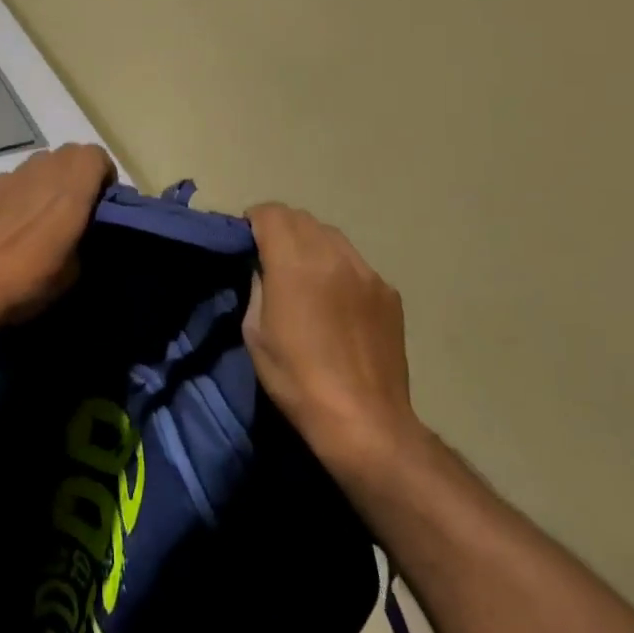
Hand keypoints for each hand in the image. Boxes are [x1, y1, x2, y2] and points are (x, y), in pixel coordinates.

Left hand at [0, 143, 115, 334]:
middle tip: (78, 208)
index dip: (104, 175)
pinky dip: (24, 191)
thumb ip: (85, 239)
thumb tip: (82, 230)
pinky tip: (14, 224)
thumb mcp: (74, 273)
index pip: (96, 155)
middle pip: (69, 154)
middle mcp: (40, 173)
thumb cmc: (25, 283)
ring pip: (41, 163)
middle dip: (79, 174)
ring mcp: (9, 177)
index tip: (102, 204)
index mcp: (68, 190)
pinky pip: (15, 178)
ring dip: (51, 179)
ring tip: (44, 215)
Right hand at [245, 204, 422, 471]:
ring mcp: (366, 272)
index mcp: (295, 263)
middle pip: (301, 218)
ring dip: (310, 243)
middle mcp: (333, 255)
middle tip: (269, 257)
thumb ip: (257, 285)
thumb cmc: (296, 379)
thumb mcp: (255, 332)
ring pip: (331, 236)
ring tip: (304, 276)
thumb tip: (262, 267)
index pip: (271, 212)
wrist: (364, 419)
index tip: (246, 241)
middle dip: (280, 228)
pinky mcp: (388, 292)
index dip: (253, 220)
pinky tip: (335, 301)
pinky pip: (355, 263)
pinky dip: (337, 267)